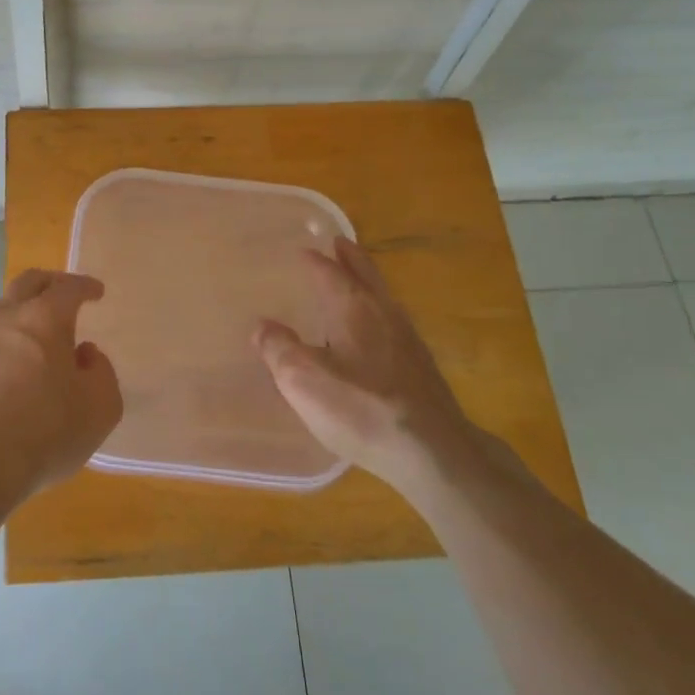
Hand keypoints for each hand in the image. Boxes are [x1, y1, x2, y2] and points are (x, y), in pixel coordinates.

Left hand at [0, 269, 121, 509]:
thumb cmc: (46, 431)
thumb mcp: (100, 406)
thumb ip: (101, 372)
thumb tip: (84, 355)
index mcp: (44, 318)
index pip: (68, 287)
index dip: (85, 286)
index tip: (96, 292)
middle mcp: (8, 319)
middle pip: (28, 283)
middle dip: (50, 283)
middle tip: (65, 294)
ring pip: (2, 309)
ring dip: (23, 309)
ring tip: (40, 331)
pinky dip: (7, 340)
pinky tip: (16, 364)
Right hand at [252, 237, 473, 489]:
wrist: (432, 452)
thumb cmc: (361, 408)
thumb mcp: (303, 380)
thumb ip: (279, 349)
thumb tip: (262, 326)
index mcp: (354, 308)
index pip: (331, 272)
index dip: (315, 260)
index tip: (304, 249)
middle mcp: (384, 314)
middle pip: (367, 275)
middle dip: (351, 257)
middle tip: (340, 242)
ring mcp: (408, 340)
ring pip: (384, 297)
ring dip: (367, 281)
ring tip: (355, 279)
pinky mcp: (421, 368)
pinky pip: (394, 322)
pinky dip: (378, 311)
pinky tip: (376, 332)